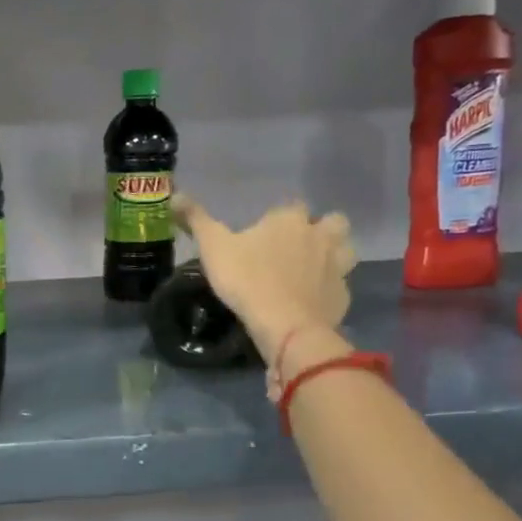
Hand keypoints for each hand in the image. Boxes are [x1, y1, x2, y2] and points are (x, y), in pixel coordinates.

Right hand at [172, 195, 357, 362]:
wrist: (286, 326)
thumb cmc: (247, 280)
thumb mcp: (213, 248)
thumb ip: (196, 220)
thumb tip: (175, 194)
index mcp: (289, 220)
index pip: (291, 206)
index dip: (280, 217)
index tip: (265, 231)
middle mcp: (319, 236)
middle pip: (333, 221)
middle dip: (321, 229)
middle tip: (299, 245)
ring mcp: (337, 267)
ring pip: (346, 250)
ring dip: (334, 254)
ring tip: (314, 268)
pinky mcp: (343, 296)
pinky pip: (341, 285)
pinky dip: (330, 289)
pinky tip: (314, 299)